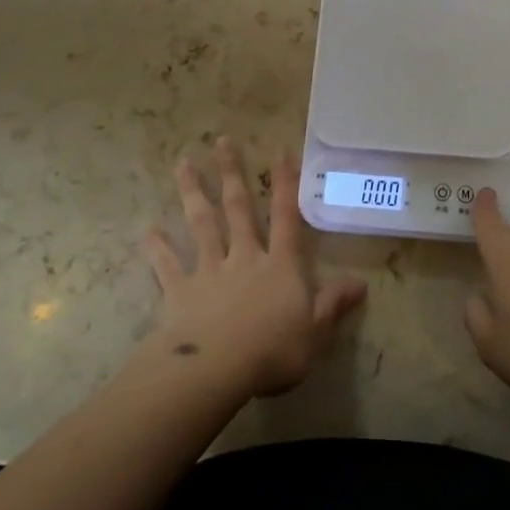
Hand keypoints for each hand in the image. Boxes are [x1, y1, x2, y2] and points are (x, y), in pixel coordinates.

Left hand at [143, 139, 366, 398]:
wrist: (216, 369)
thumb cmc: (274, 350)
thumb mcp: (316, 331)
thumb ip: (334, 303)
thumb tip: (361, 283)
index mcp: (280, 265)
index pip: (286, 217)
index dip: (286, 185)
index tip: (280, 152)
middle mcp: (245, 257)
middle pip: (238, 208)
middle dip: (231, 173)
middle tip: (222, 140)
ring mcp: (210, 271)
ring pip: (202, 224)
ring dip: (193, 193)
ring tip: (183, 163)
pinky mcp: (181, 291)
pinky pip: (168, 265)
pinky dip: (158, 248)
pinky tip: (148, 230)